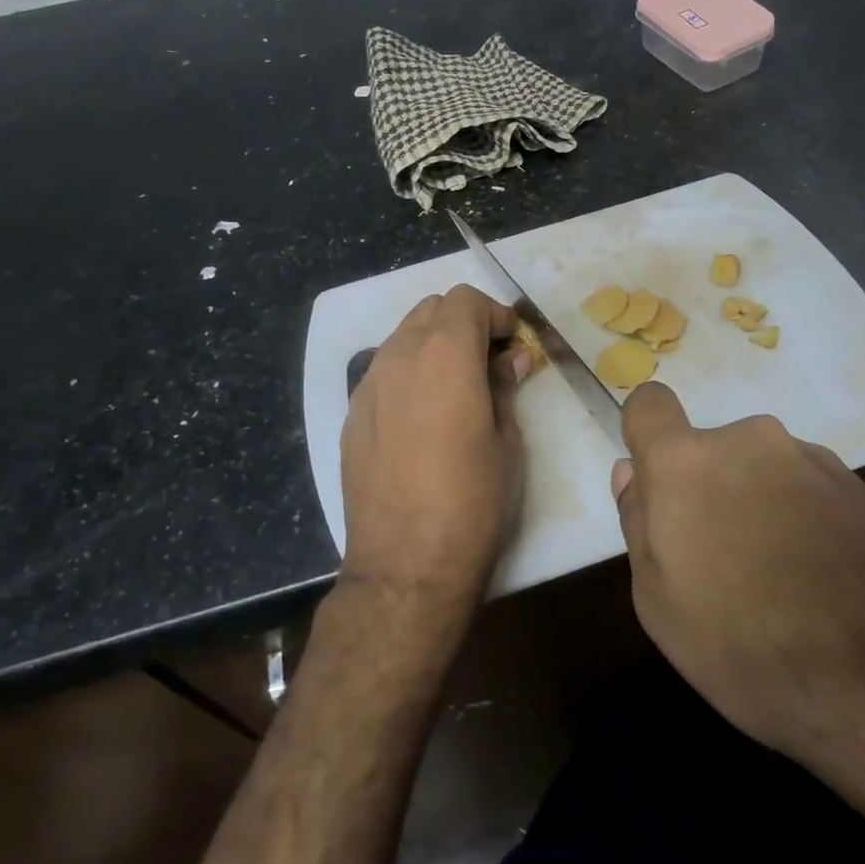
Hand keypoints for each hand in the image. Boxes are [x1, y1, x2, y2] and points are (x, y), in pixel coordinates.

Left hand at [340, 285, 530, 627]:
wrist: (405, 563)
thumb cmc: (472, 500)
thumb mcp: (507, 441)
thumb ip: (504, 387)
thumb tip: (510, 359)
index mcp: (444, 353)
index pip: (466, 300)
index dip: (495, 314)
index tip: (512, 344)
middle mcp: (399, 355)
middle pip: (431, 309)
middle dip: (463, 323)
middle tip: (488, 361)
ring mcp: (368, 384)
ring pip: (403, 337)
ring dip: (433, 345)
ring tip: (456, 386)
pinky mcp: (352, 414)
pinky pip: (383, 372)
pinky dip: (408, 373)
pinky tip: (423, 415)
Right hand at [612, 383, 864, 771]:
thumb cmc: (751, 645)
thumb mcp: (661, 604)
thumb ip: (639, 526)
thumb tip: (632, 474)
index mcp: (687, 462)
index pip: (650, 404)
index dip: (645, 433)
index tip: (656, 484)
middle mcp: (750, 442)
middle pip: (711, 452)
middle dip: (708, 492)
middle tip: (722, 566)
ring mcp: (814, 462)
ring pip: (764, 474)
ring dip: (760, 510)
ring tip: (784, 589)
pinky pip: (811, 495)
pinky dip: (806, 526)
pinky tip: (828, 590)